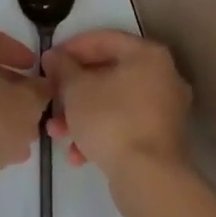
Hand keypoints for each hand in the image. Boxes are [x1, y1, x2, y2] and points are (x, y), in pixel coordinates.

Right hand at [46, 29, 192, 180]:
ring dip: (82, 115)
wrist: (148, 178)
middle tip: (51, 97)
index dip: (72, 47)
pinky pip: (125, 125)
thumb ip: (62, 67)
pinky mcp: (162, 138)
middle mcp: (163, 77)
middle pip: (109, 73)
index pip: (105, 39)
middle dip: (74, 88)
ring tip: (57, 132)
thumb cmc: (111, 120)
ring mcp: (165, 109)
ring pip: (114, 102)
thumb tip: (54, 56)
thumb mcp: (76, 89)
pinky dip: (101, 133)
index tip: (50, 60)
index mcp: (148, 55)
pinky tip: (78, 155)